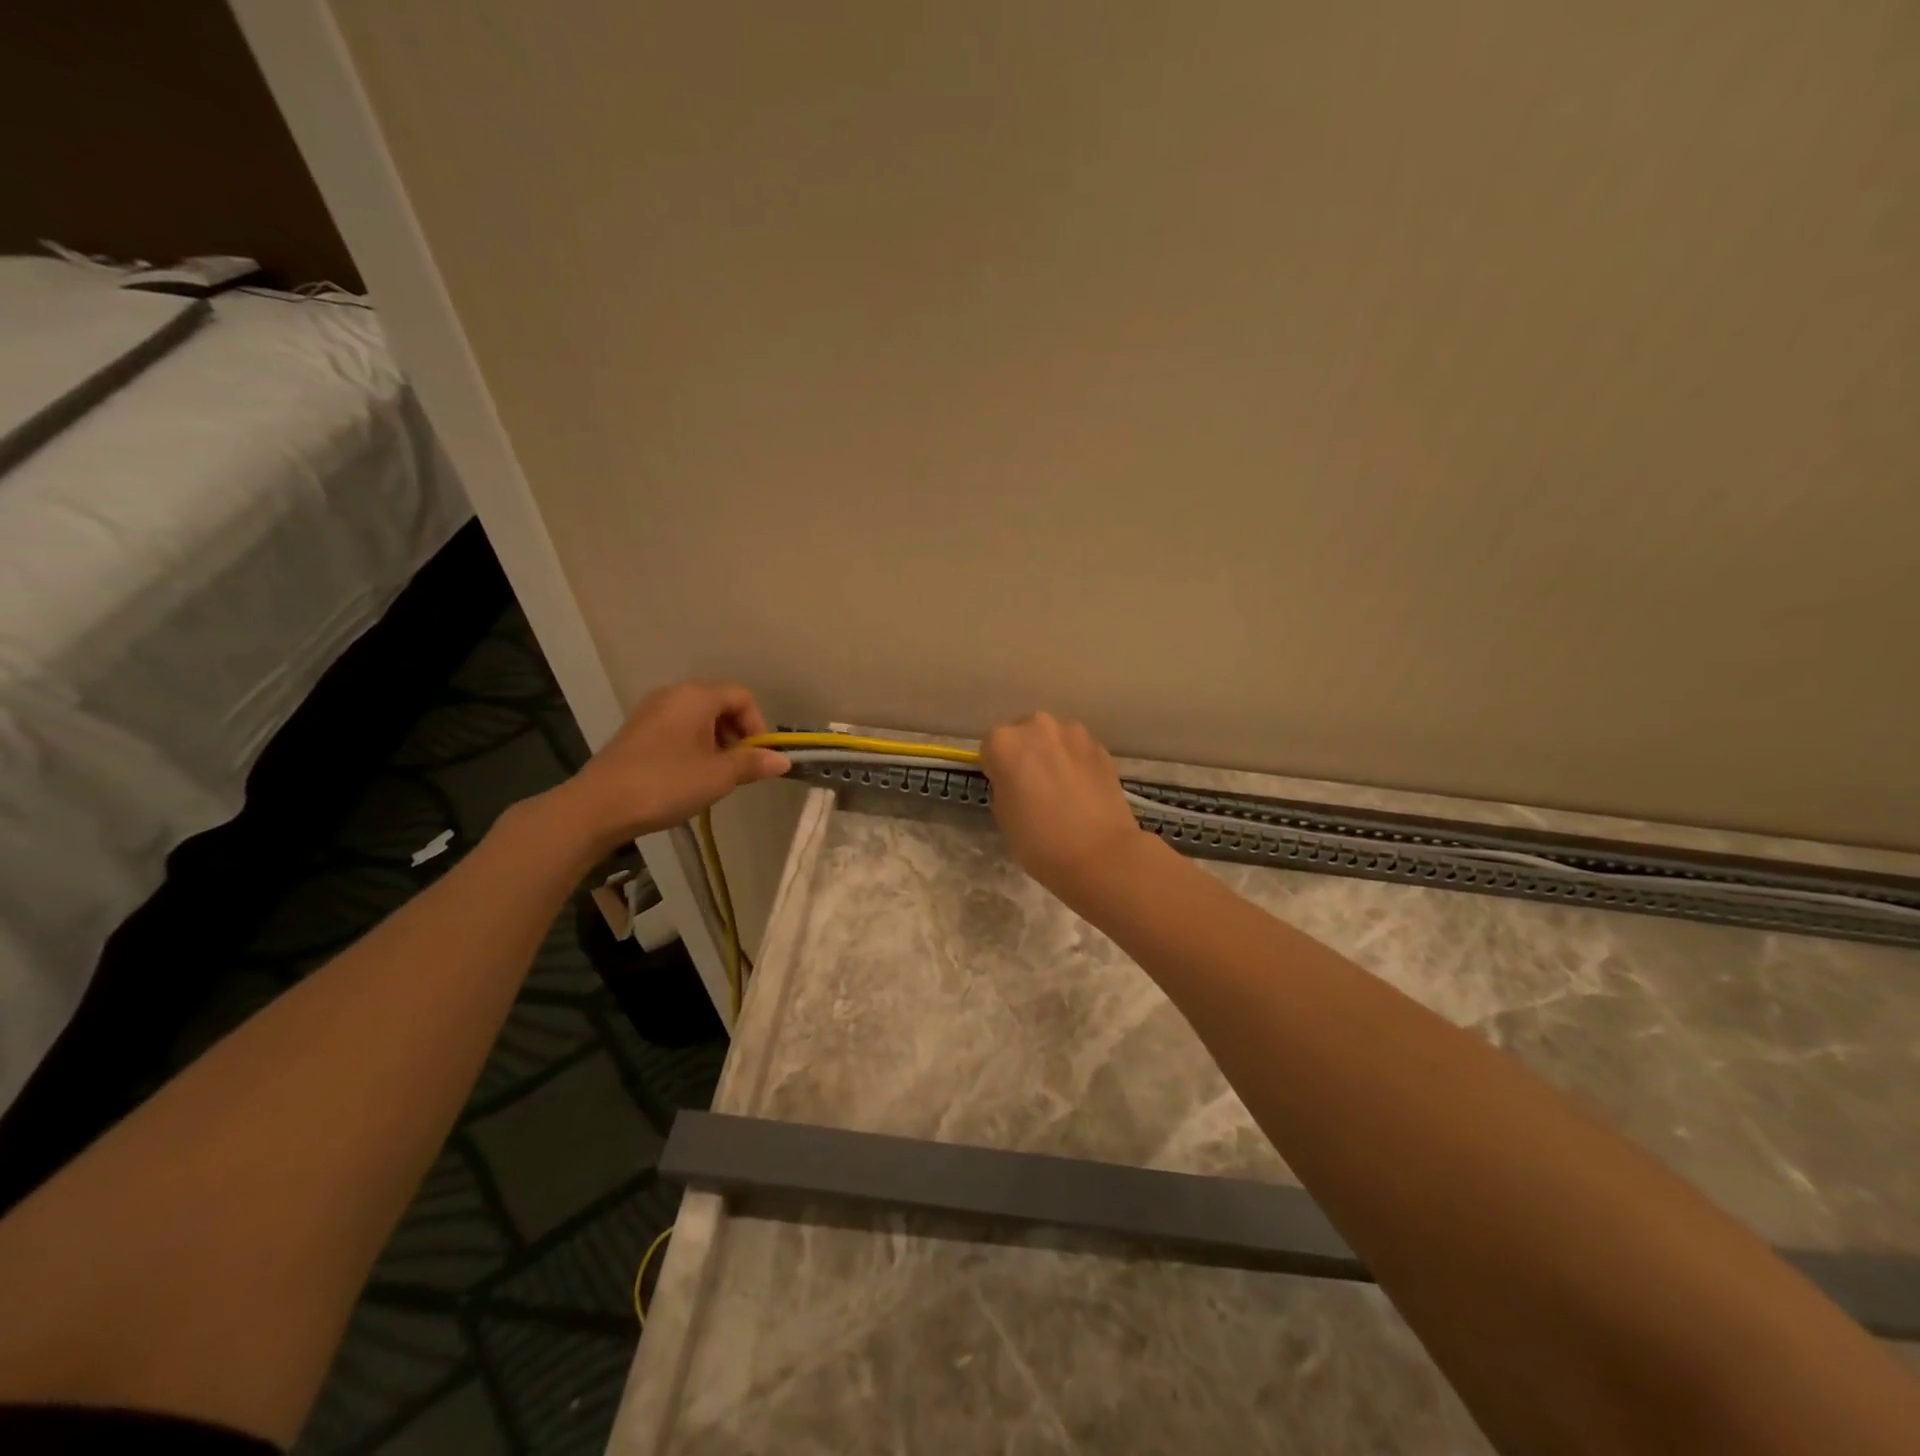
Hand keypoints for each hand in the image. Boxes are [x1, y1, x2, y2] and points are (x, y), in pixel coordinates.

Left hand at [550, 681, 789, 850]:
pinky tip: (687, 778)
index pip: (742, 697)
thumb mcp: (718, 776)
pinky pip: (677, 730)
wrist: (598, 806)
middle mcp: (673, 695)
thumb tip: (782, 760)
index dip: (758, 725)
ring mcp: (650, 712)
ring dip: (716, 744)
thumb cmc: (666, 784)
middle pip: (720, 705)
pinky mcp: (636, 732)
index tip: (758, 758)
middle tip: (738, 769)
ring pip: (698, 719)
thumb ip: (753, 764)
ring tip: (714, 777)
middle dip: (737, 735)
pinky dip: (693, 747)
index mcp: (696, 696)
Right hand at [980, 712, 1146, 903]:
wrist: (1100, 855)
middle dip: (1025, 754)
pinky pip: (1077, 750)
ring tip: (1061, 789)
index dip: (997, 768)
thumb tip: (1017, 780)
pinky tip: (1082, 791)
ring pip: (1053, 739)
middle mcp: (1037, 726)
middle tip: (1033, 787)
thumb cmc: (1039, 841)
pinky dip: (1076, 763)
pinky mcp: (1100, 747)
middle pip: (1023, 734)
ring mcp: (1073, 733)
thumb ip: (1004, 784)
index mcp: (1004, 741)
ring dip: (1052, 755)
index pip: (990, 746)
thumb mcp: (1002, 815)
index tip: (1006, 788)